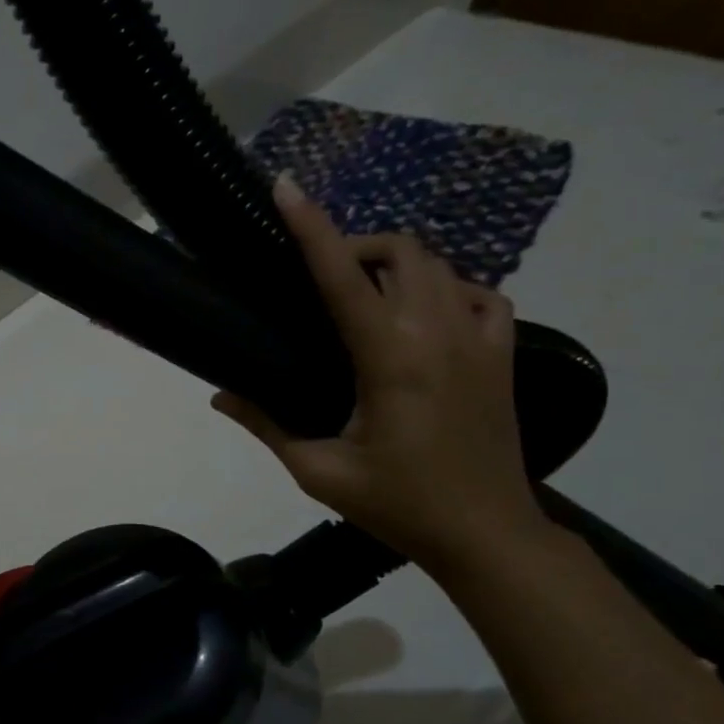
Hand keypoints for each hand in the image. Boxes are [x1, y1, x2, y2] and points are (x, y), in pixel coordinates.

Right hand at [213, 177, 549, 571]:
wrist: (486, 535)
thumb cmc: (397, 505)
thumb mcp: (318, 471)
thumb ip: (267, 425)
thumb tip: (220, 396)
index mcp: (389, 359)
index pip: (342, 277)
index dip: (311, 228)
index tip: (285, 188)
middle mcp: (439, 334)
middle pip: (401, 251)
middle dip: (357, 245)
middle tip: (324, 275)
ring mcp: (481, 340)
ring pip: (442, 265)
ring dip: (398, 264)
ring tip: (366, 294)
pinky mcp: (503, 355)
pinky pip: (481, 294)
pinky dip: (448, 289)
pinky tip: (426, 316)